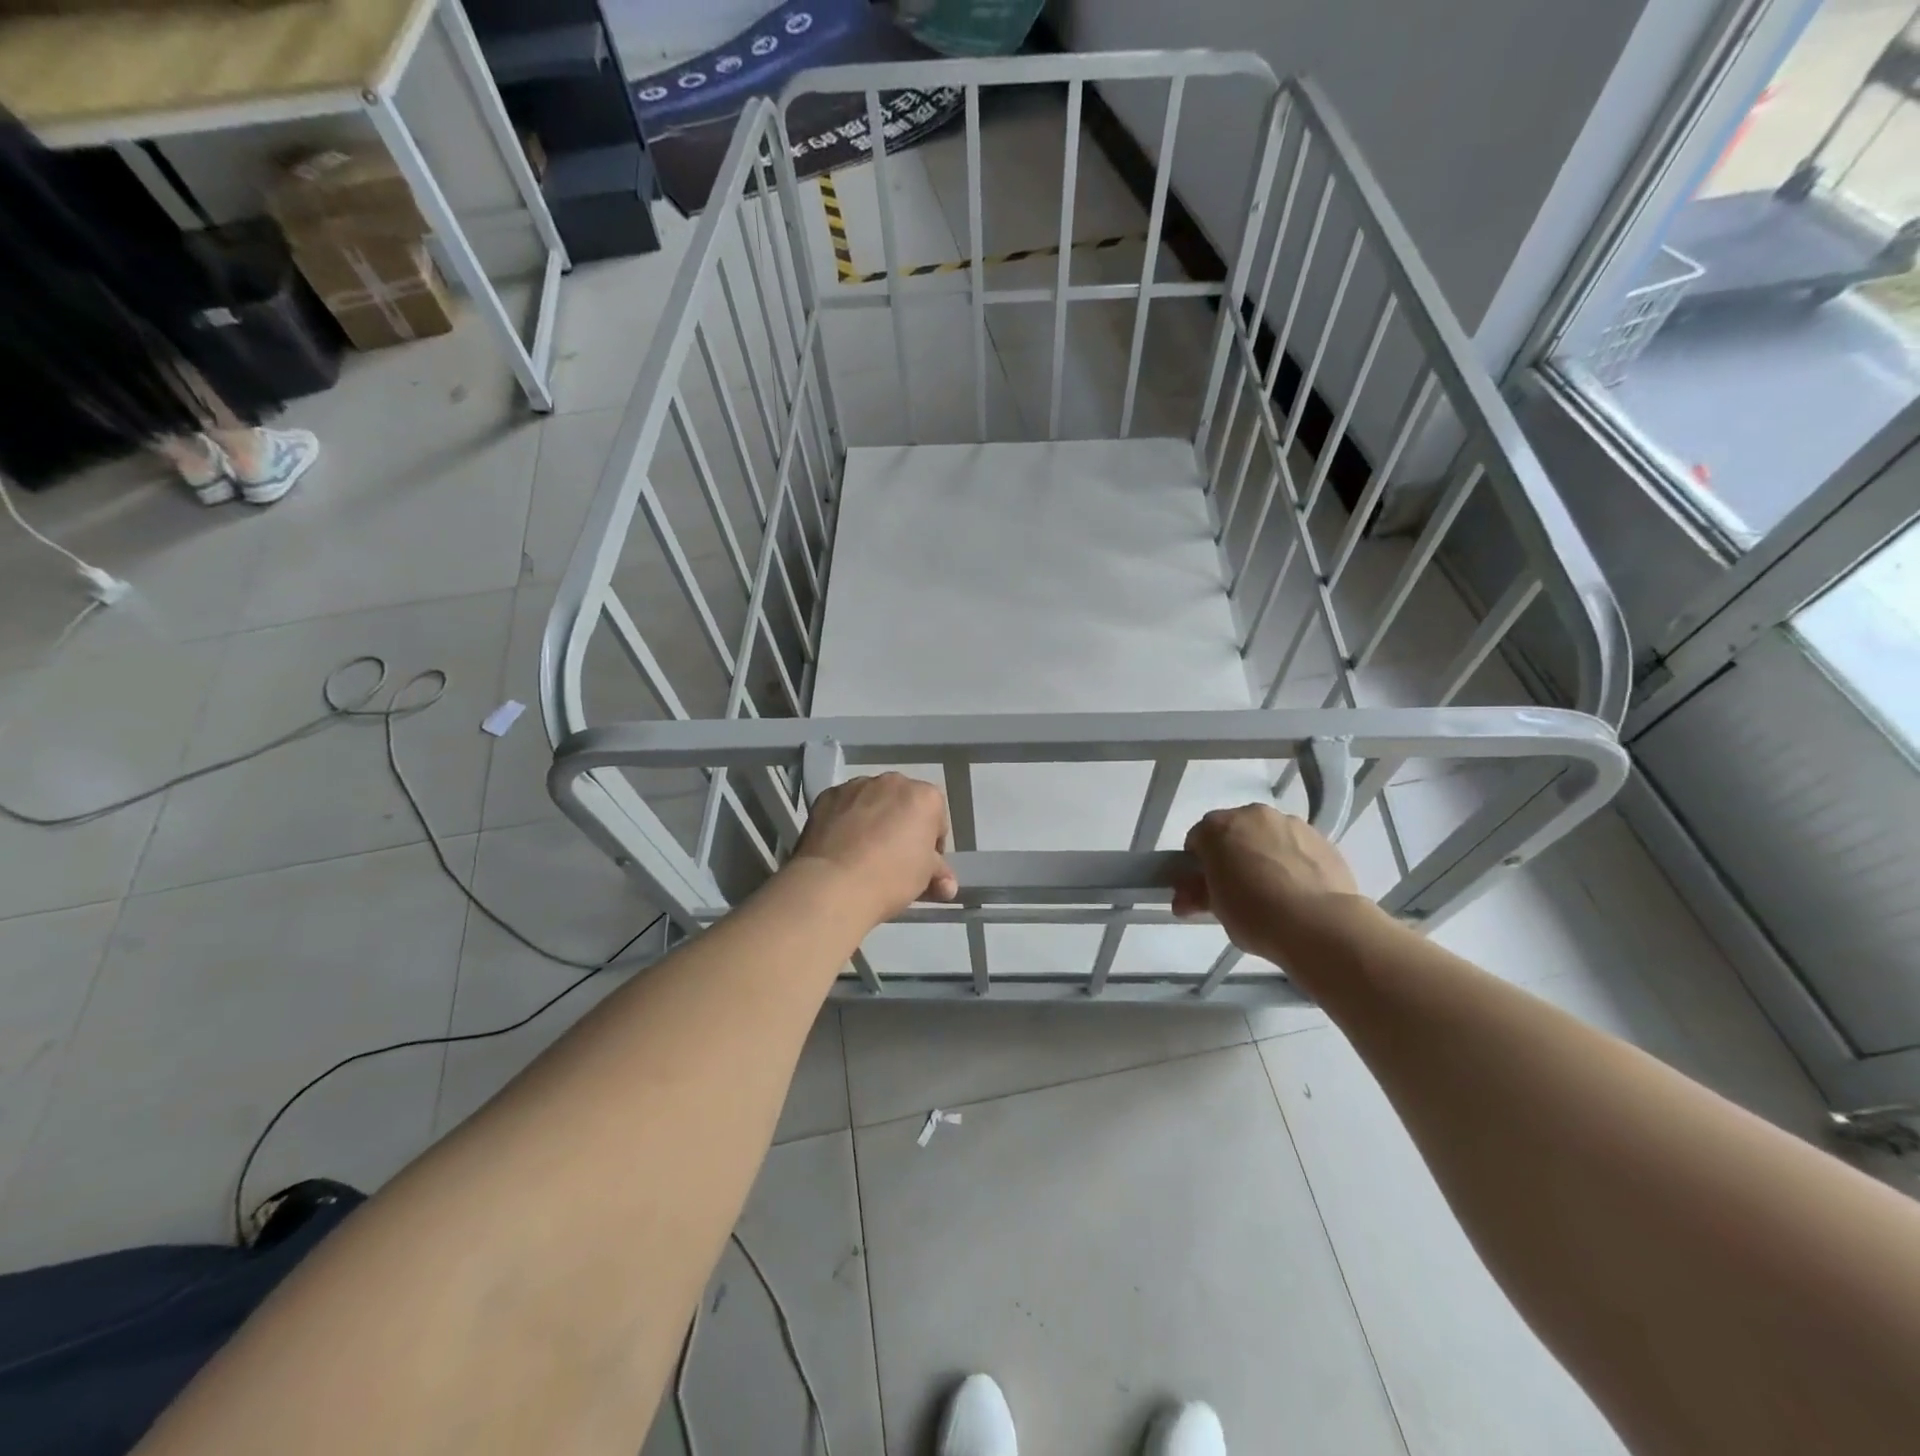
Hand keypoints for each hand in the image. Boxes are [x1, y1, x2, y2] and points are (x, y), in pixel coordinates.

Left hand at [789, 773, 956, 925]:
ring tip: (862, 851)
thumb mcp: (925, 878)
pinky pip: (844, 806)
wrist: (833, 884)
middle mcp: (892, 782)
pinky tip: (840, 845)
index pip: (936, 819)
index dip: (931, 844)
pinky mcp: (827, 795)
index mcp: (925, 797)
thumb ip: (939, 873)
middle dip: (901, 824)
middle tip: (893, 856)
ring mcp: (856, 785)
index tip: (923, 864)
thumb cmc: (891, 877)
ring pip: (872, 801)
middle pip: (903, 803)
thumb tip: (947, 885)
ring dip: (873, 818)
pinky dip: (845, 819)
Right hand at [1173, 804, 1362, 965]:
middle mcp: (1253, 815)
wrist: (1320, 924)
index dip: (1198, 863)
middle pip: (1234, 831)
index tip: (1206, 886)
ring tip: (1274, 890)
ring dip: (1264, 853)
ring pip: (1268, 835)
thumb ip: (1197, 895)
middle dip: (1232, 853)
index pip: (1197, 839)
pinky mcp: (1322, 838)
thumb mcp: (1217, 909)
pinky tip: (1299, 889)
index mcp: (1219, 828)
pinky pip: (1297, 846)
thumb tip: (1183, 899)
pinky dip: (1293, 860)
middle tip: (1237, 888)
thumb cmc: (1256, 914)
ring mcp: (1291, 824)